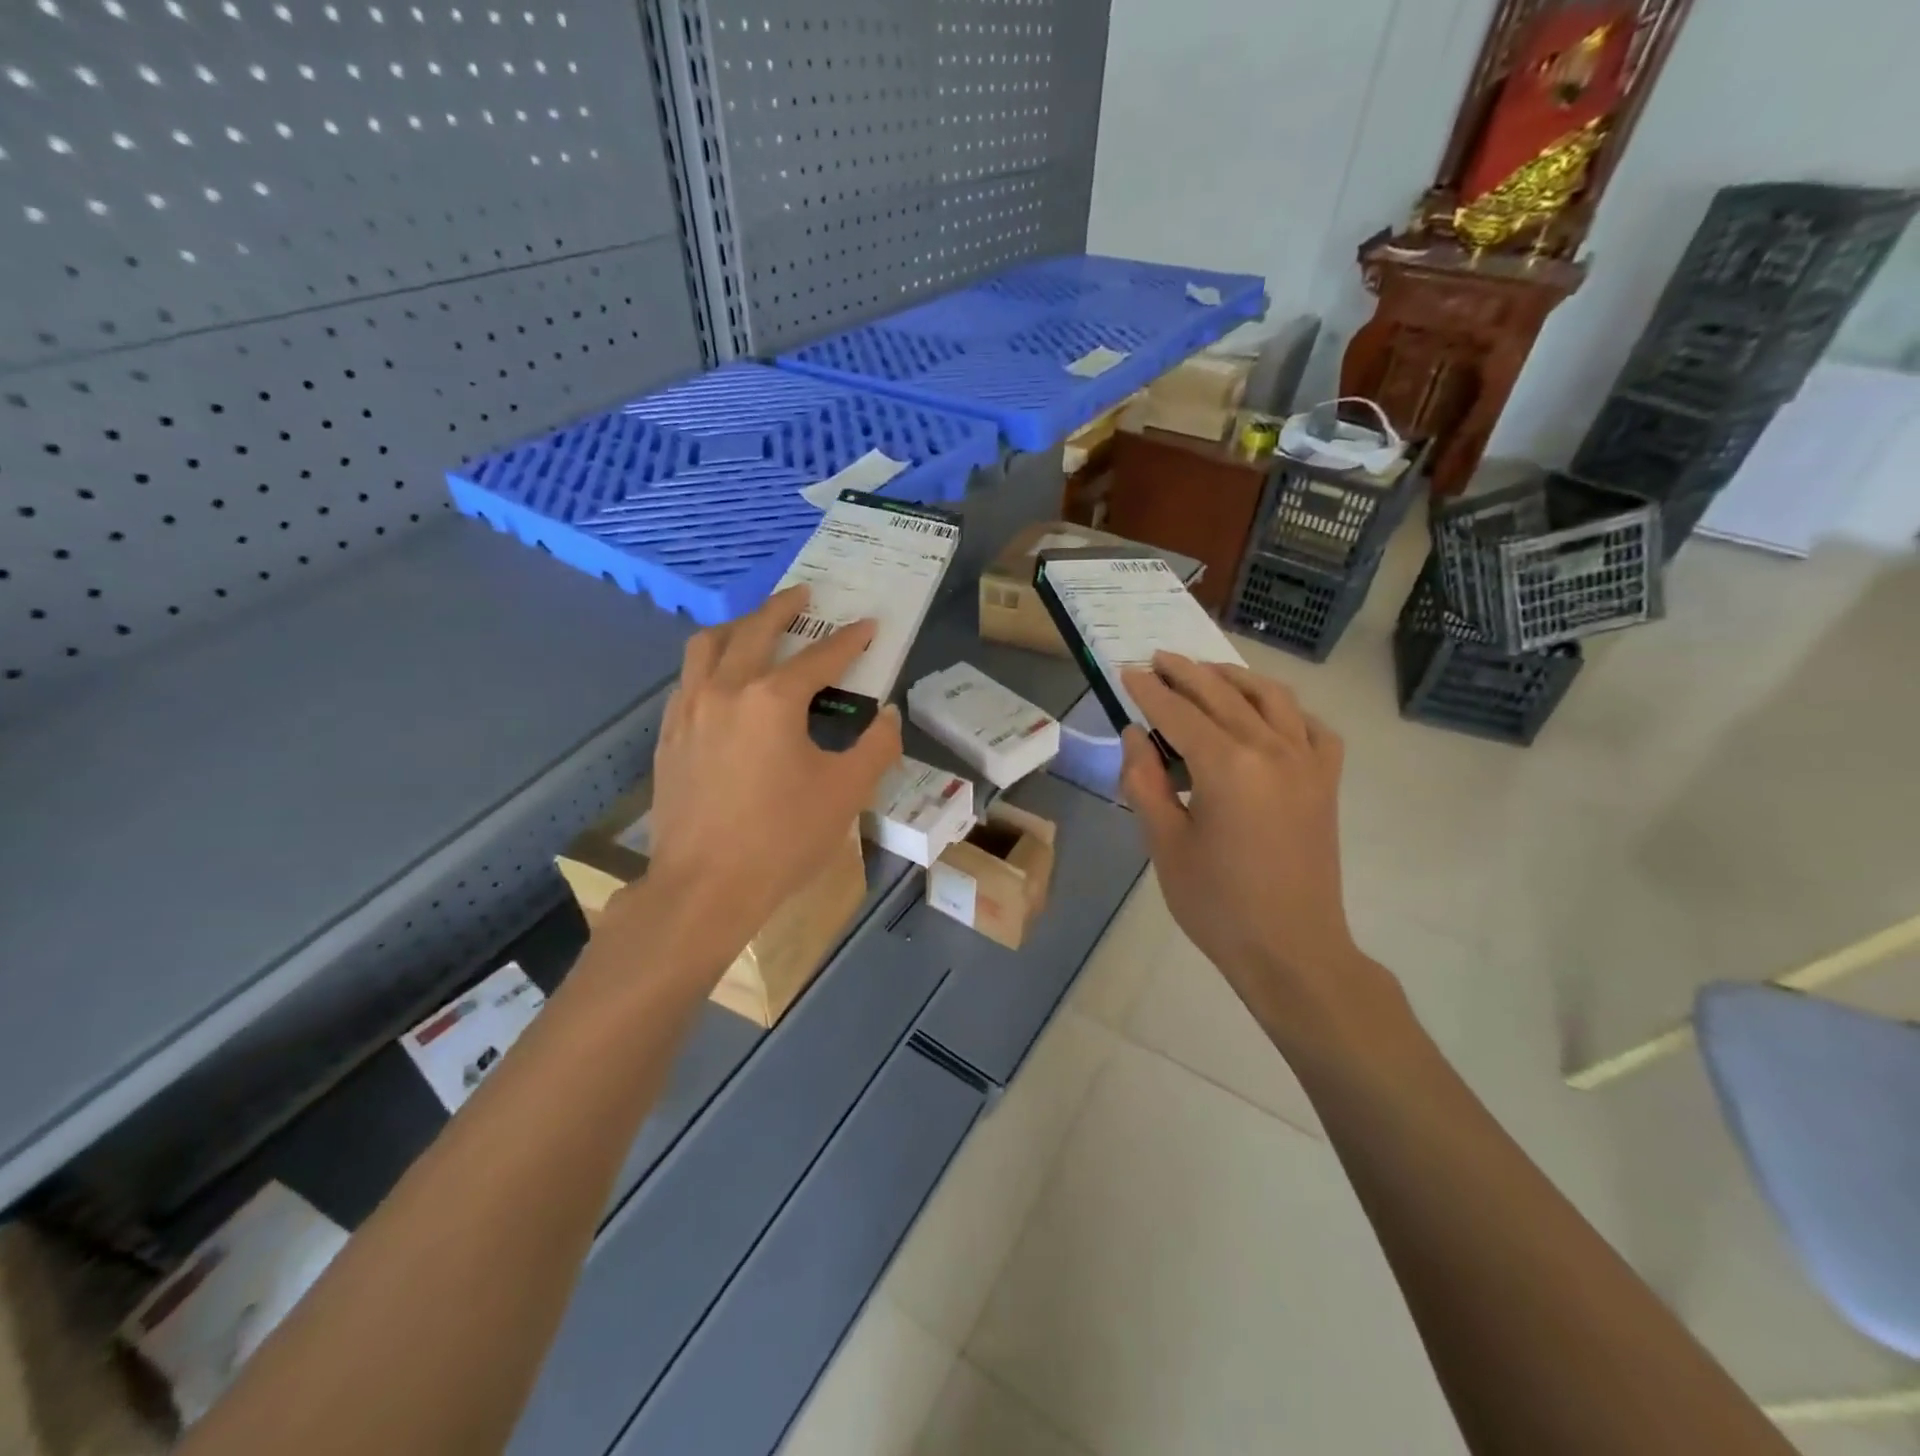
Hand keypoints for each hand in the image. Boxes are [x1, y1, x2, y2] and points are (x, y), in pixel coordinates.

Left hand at [610, 583, 901, 955]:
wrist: (704, 887)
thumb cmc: (781, 839)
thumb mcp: (846, 794)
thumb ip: (876, 747)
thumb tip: (887, 716)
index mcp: (773, 700)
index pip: (820, 657)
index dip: (849, 640)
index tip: (868, 625)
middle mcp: (726, 690)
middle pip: (755, 631)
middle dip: (784, 608)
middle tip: (805, 594)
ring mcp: (689, 710)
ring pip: (708, 646)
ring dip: (737, 626)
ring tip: (756, 623)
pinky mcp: (669, 735)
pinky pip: (688, 679)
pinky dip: (710, 662)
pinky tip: (720, 678)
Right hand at [1119, 653, 1368, 1030]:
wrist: (1291, 950)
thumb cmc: (1217, 904)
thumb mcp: (1164, 844)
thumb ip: (1144, 782)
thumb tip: (1135, 734)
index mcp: (1226, 765)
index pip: (1178, 712)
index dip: (1149, 690)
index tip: (1127, 670)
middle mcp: (1271, 748)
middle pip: (1222, 694)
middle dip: (1185, 672)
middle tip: (1157, 658)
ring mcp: (1307, 761)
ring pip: (1270, 697)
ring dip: (1234, 678)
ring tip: (1206, 672)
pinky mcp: (1326, 780)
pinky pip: (1310, 726)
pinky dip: (1285, 709)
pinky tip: (1266, 714)